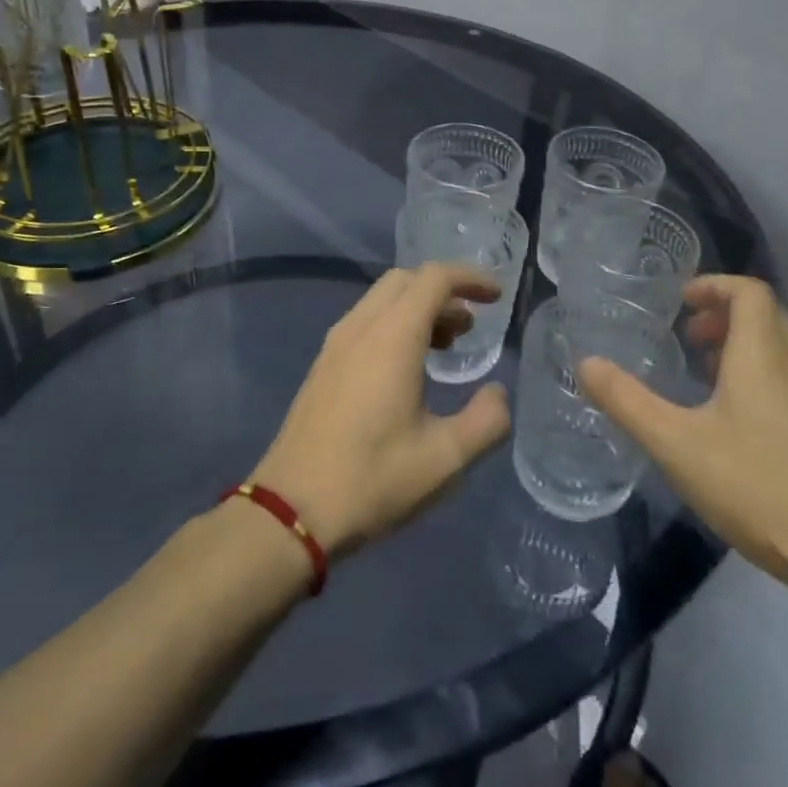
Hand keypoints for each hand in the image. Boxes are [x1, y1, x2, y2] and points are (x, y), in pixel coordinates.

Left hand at [251, 263, 512, 558]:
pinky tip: (407, 368)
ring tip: (446, 346)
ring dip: (418, 308)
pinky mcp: (322, 365)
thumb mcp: (445, 459)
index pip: (434, 278)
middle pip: (405, 280)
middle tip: (470, 326)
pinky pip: (364, 322)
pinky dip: (394, 325)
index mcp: (391, 337)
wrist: (290, 509)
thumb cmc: (372, 479)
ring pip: (381, 300)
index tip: (496, 296)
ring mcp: (334, 345)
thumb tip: (497, 392)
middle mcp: (360, 327)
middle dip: (444, 291)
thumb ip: (486, 420)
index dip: (470, 278)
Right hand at [577, 275, 787, 591]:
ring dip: (746, 347)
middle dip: (725, 316)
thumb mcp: (676, 444)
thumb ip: (627, 401)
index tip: (681, 302)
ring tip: (709, 379)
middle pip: (768, 316)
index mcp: (764, 356)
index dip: (714, 285)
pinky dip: (767, 377)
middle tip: (689, 338)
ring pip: (785, 350)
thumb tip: (585, 363)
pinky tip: (744, 426)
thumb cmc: (758, 488)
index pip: (749, 291)